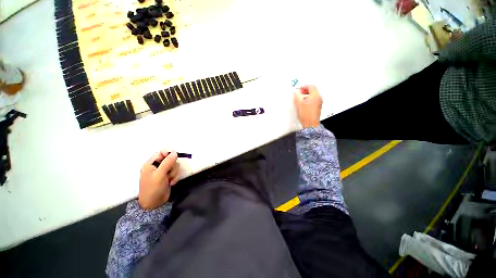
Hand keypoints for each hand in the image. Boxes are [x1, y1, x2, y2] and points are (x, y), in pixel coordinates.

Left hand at [138, 151, 179, 209]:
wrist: (153, 204)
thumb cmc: (153, 189)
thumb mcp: (159, 175)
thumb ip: (167, 163)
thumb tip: (174, 152)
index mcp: (151, 164)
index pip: (161, 153)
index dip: (169, 154)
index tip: (175, 159)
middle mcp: (157, 167)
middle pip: (170, 160)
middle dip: (172, 167)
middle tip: (169, 174)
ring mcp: (162, 172)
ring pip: (174, 166)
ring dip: (174, 173)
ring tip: (169, 180)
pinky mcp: (167, 177)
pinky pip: (175, 173)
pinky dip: (175, 177)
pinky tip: (171, 183)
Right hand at [294, 85, 322, 127]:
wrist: (310, 124)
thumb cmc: (307, 116)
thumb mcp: (299, 104)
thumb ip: (297, 96)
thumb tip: (295, 92)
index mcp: (315, 96)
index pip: (311, 86)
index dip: (304, 86)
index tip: (300, 88)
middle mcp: (318, 98)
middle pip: (313, 90)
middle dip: (306, 90)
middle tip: (300, 92)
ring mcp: (319, 103)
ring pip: (313, 95)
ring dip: (307, 94)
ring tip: (301, 97)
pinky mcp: (317, 107)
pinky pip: (313, 100)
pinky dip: (309, 99)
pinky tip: (303, 103)